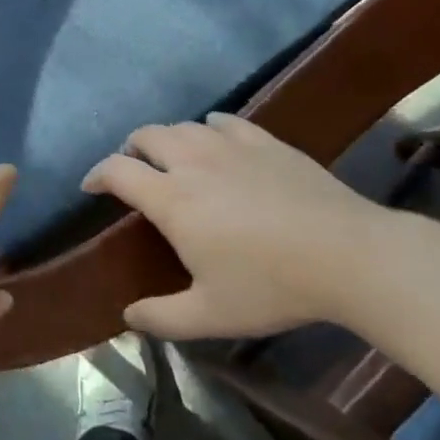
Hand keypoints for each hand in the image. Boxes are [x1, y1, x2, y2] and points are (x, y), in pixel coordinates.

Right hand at [83, 113, 393, 339]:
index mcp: (172, 200)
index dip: (97, 174)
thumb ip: (162, 318)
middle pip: (147, 136)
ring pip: (184, 126)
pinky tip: (215, 137)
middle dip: (130, 148)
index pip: (118, 171)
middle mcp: (193, 162)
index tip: (91, 186)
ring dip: (167, 137)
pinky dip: (209, 127)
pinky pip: (225, 122)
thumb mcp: (212, 315)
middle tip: (132, 169)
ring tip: (171, 156)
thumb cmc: (272, 285)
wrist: (349, 255)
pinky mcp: (265, 142)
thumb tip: (128, 315)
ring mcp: (231, 146)